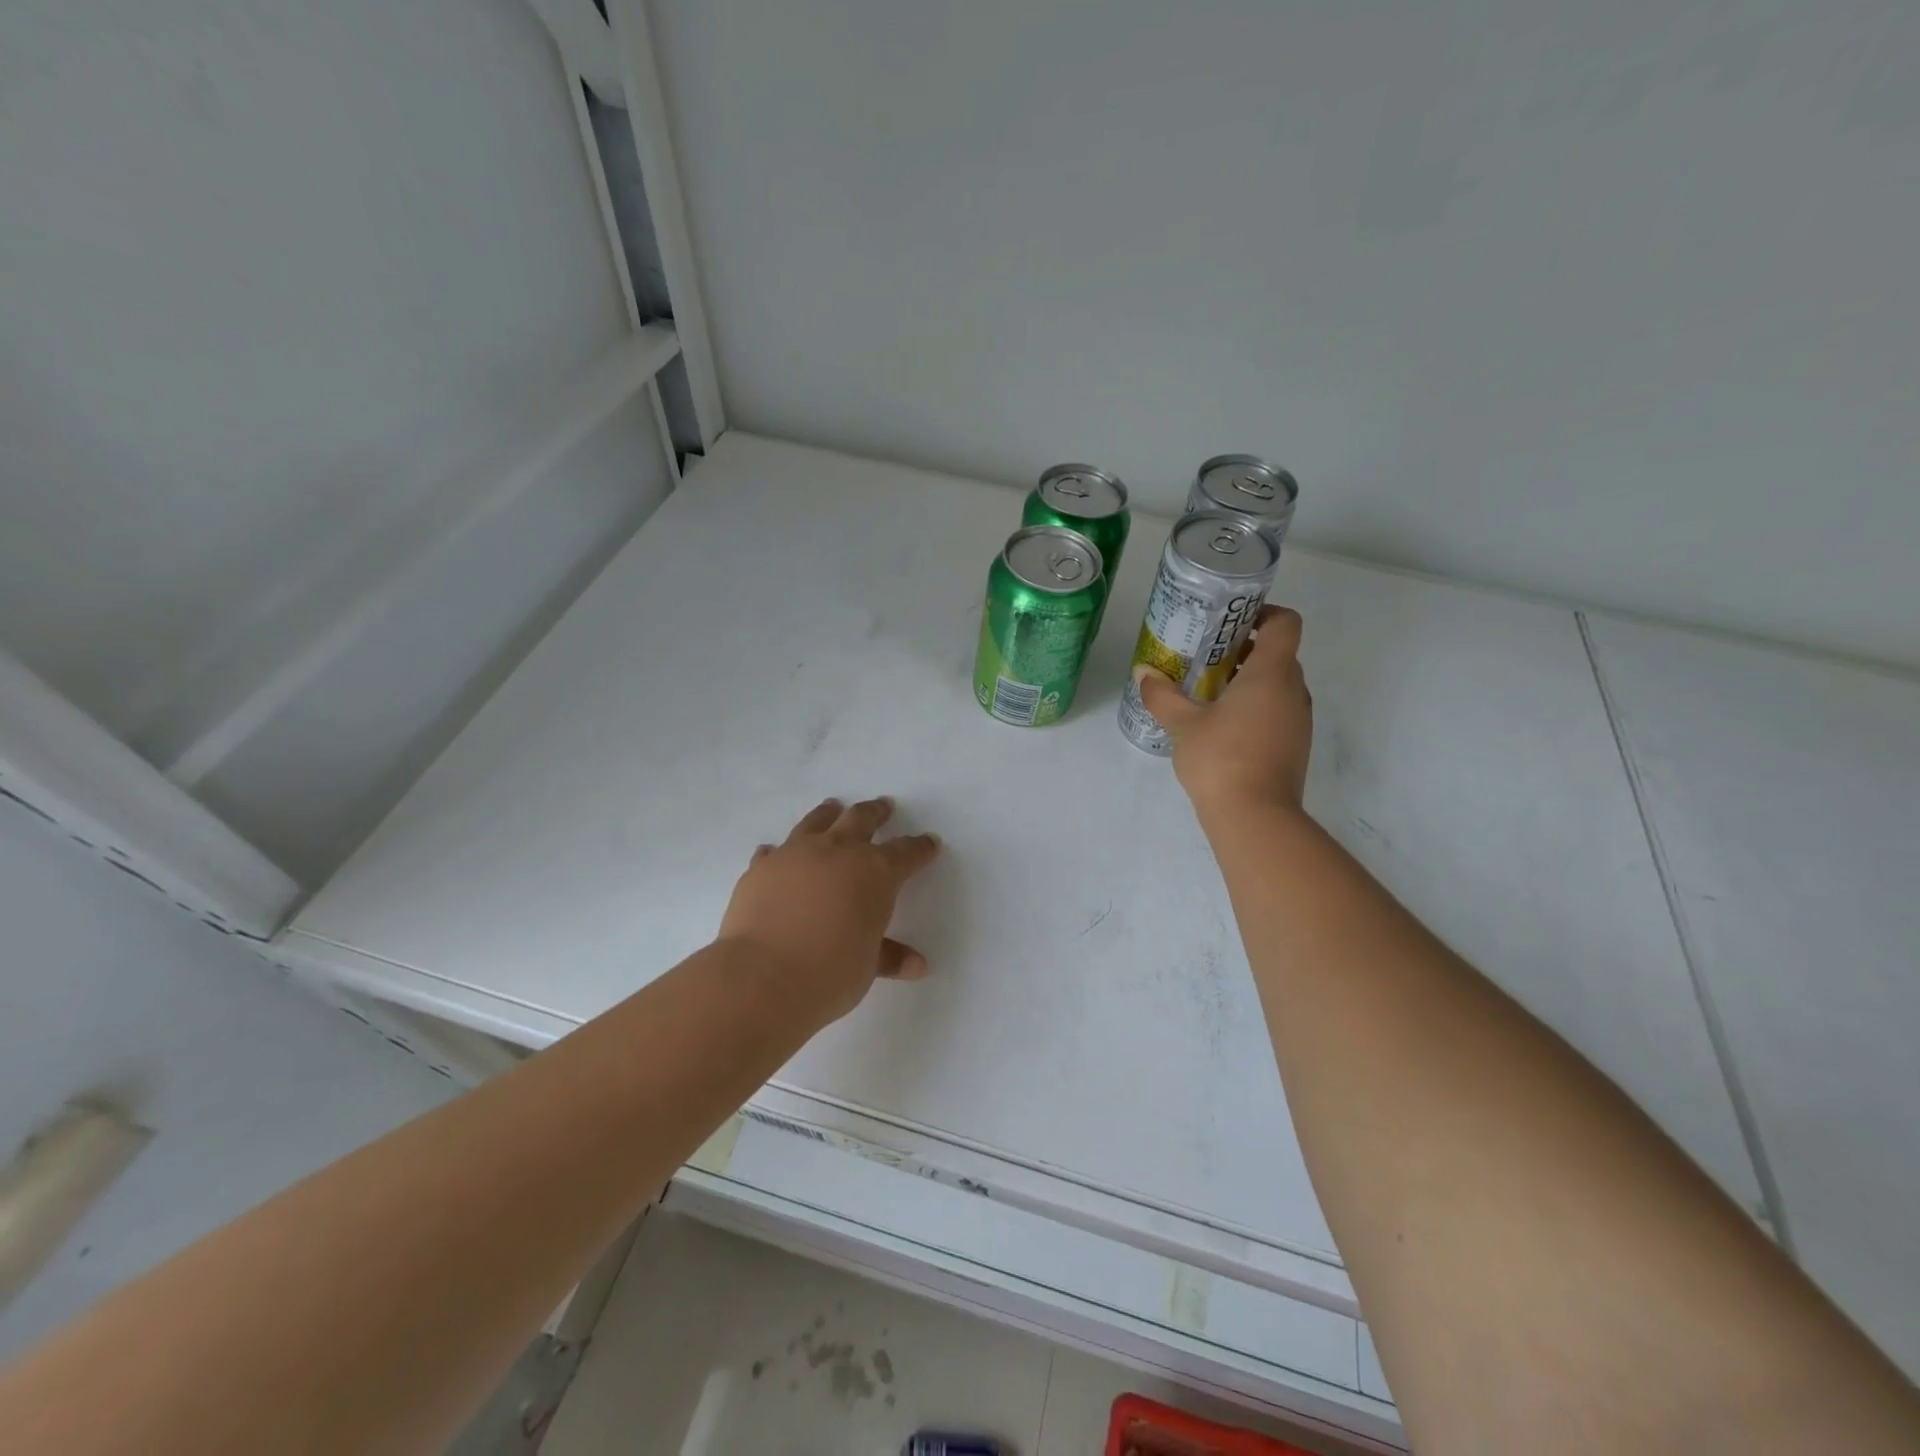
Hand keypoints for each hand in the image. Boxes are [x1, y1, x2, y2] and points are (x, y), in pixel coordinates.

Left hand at [718, 797, 940, 1025]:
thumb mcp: (868, 967)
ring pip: (817, 822)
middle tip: (884, 806)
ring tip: (833, 808)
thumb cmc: (830, 973)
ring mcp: (796, 854)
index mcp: (875, 873)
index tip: (929, 843)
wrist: (763, 976)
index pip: (906, 853)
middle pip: (862, 820)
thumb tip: (918, 965)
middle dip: (876, 812)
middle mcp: (838, 852)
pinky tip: (778, 854)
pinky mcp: (762, 867)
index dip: (920, 848)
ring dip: (829, 814)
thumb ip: (889, 956)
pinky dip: (781, 852)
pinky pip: (774, 851)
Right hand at [1133, 605, 1313, 818]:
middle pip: (1279, 654)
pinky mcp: (1294, 747)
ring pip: (1277, 686)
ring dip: (1248, 682)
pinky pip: (1277, 712)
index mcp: (1271, 674)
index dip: (1263, 614)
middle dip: (1244, 651)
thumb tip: (1143, 673)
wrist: (1256, 818)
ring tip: (1208, 693)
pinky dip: (1254, 708)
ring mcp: (1299, 721)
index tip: (1231, 623)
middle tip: (1206, 658)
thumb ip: (1162, 696)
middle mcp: (1293, 691)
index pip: (1285, 624)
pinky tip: (1221, 727)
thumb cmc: (1221, 759)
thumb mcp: (1183, 725)